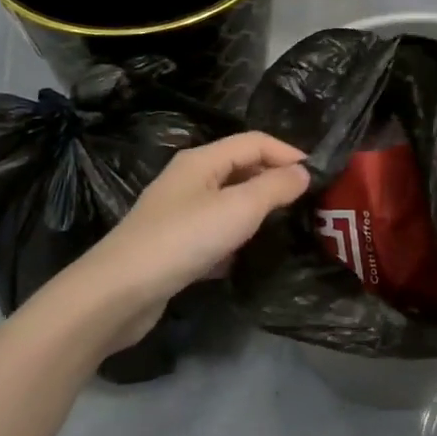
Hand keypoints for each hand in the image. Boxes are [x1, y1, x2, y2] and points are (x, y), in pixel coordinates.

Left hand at [45, 132, 310, 356]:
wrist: (118, 294)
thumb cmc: (182, 240)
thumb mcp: (238, 209)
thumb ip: (275, 187)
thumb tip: (303, 172)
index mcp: (201, 161)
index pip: (254, 141)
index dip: (287, 152)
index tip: (318, 175)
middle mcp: (189, 180)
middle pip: (240, 168)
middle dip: (274, 179)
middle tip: (308, 202)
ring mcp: (178, 214)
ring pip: (228, 202)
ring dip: (257, 210)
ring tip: (287, 226)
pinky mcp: (174, 246)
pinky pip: (215, 232)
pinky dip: (236, 238)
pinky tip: (249, 257)